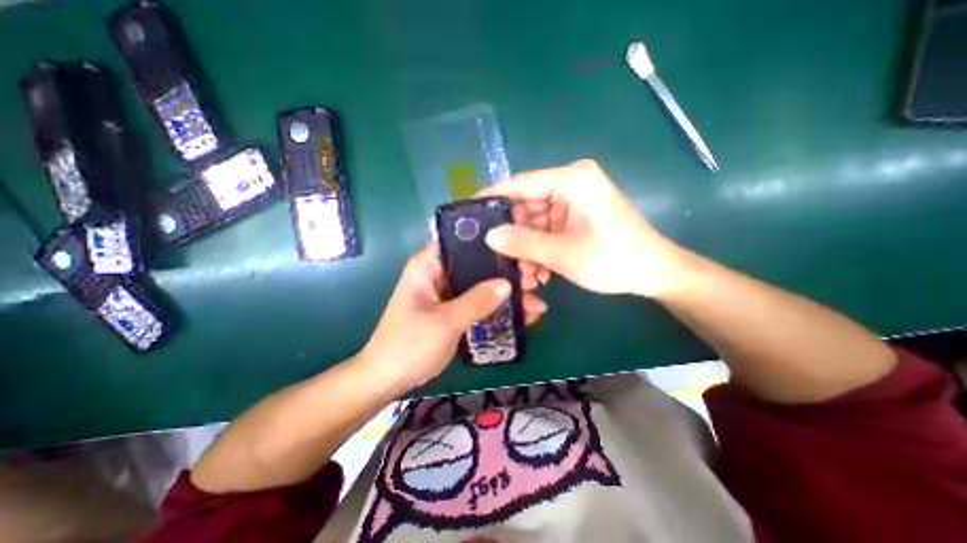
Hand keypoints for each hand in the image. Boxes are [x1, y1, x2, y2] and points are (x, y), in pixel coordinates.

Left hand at [356, 241, 550, 388]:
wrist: (389, 379)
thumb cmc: (408, 346)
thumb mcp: (445, 322)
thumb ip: (476, 301)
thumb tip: (507, 284)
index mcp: (428, 266)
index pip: (459, 239)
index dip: (488, 240)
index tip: (517, 247)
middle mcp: (439, 273)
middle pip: (476, 263)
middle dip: (505, 272)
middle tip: (534, 279)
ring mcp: (447, 292)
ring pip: (481, 284)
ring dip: (505, 293)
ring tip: (535, 302)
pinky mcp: (453, 309)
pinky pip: (479, 302)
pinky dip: (497, 308)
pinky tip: (522, 315)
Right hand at [481, 158, 678, 299]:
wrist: (654, 273)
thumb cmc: (614, 260)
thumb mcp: (563, 254)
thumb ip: (523, 243)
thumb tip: (489, 236)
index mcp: (571, 180)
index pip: (519, 183)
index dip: (491, 198)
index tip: (468, 213)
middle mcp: (570, 184)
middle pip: (525, 205)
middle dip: (514, 235)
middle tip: (501, 260)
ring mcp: (573, 201)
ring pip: (534, 221)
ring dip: (527, 248)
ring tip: (525, 275)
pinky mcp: (575, 216)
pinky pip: (547, 229)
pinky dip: (540, 249)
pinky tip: (539, 272)